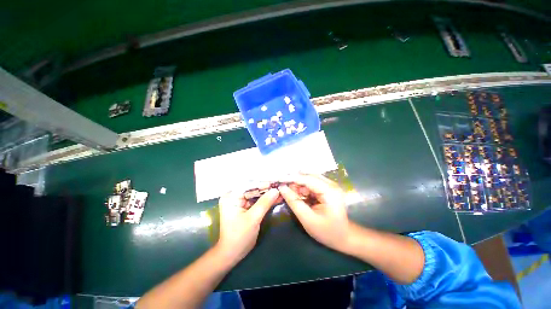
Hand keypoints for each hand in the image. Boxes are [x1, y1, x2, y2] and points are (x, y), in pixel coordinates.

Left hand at [216, 187, 279, 263]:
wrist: (232, 254)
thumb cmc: (239, 236)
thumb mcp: (253, 219)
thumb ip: (264, 203)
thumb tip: (276, 190)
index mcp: (231, 197)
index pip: (248, 185)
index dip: (262, 182)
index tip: (275, 181)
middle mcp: (234, 196)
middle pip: (253, 188)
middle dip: (266, 188)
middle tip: (280, 185)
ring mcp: (240, 201)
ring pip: (256, 194)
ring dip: (268, 193)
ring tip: (281, 190)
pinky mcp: (245, 207)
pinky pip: (257, 200)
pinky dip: (266, 200)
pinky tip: (276, 198)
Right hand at [278, 174, 349, 251]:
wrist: (345, 237)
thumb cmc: (327, 232)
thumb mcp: (308, 219)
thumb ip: (294, 202)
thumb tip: (282, 188)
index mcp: (329, 192)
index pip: (307, 179)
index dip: (291, 178)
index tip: (278, 179)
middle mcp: (331, 184)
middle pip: (308, 176)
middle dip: (295, 181)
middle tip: (283, 188)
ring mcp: (330, 185)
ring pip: (309, 178)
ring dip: (298, 184)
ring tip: (292, 194)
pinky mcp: (327, 188)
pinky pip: (312, 183)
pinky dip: (303, 187)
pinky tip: (299, 195)